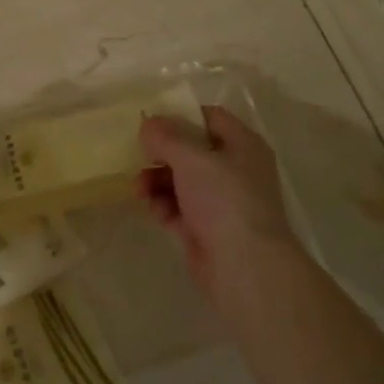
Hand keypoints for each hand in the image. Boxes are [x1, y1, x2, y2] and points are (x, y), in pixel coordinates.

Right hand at [137, 105, 297, 306]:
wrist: (245, 268)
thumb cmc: (224, 199)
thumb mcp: (191, 158)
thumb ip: (166, 136)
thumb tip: (148, 123)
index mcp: (243, 145)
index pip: (211, 118)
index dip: (182, 115)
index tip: (152, 121)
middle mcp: (235, 170)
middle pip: (192, 151)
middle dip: (163, 154)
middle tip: (139, 156)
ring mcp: (222, 203)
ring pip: (182, 181)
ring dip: (157, 181)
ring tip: (139, 189)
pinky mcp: (207, 230)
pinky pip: (179, 210)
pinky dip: (164, 207)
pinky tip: (153, 210)